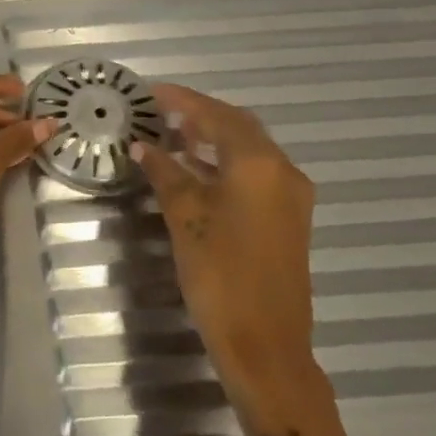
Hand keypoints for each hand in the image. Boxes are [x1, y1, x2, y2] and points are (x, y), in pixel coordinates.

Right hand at [133, 84, 348, 435]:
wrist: (265, 343)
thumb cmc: (219, 274)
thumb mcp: (184, 217)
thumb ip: (165, 173)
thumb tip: (144, 146)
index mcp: (258, 164)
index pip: (217, 116)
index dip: (183, 100)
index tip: (151, 91)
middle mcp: (282, 171)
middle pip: (239, 127)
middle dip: (200, 115)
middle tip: (160, 111)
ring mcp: (290, 196)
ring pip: (249, 150)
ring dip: (212, 139)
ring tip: (171, 135)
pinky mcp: (288, 218)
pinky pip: (255, 173)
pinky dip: (224, 163)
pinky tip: (195, 170)